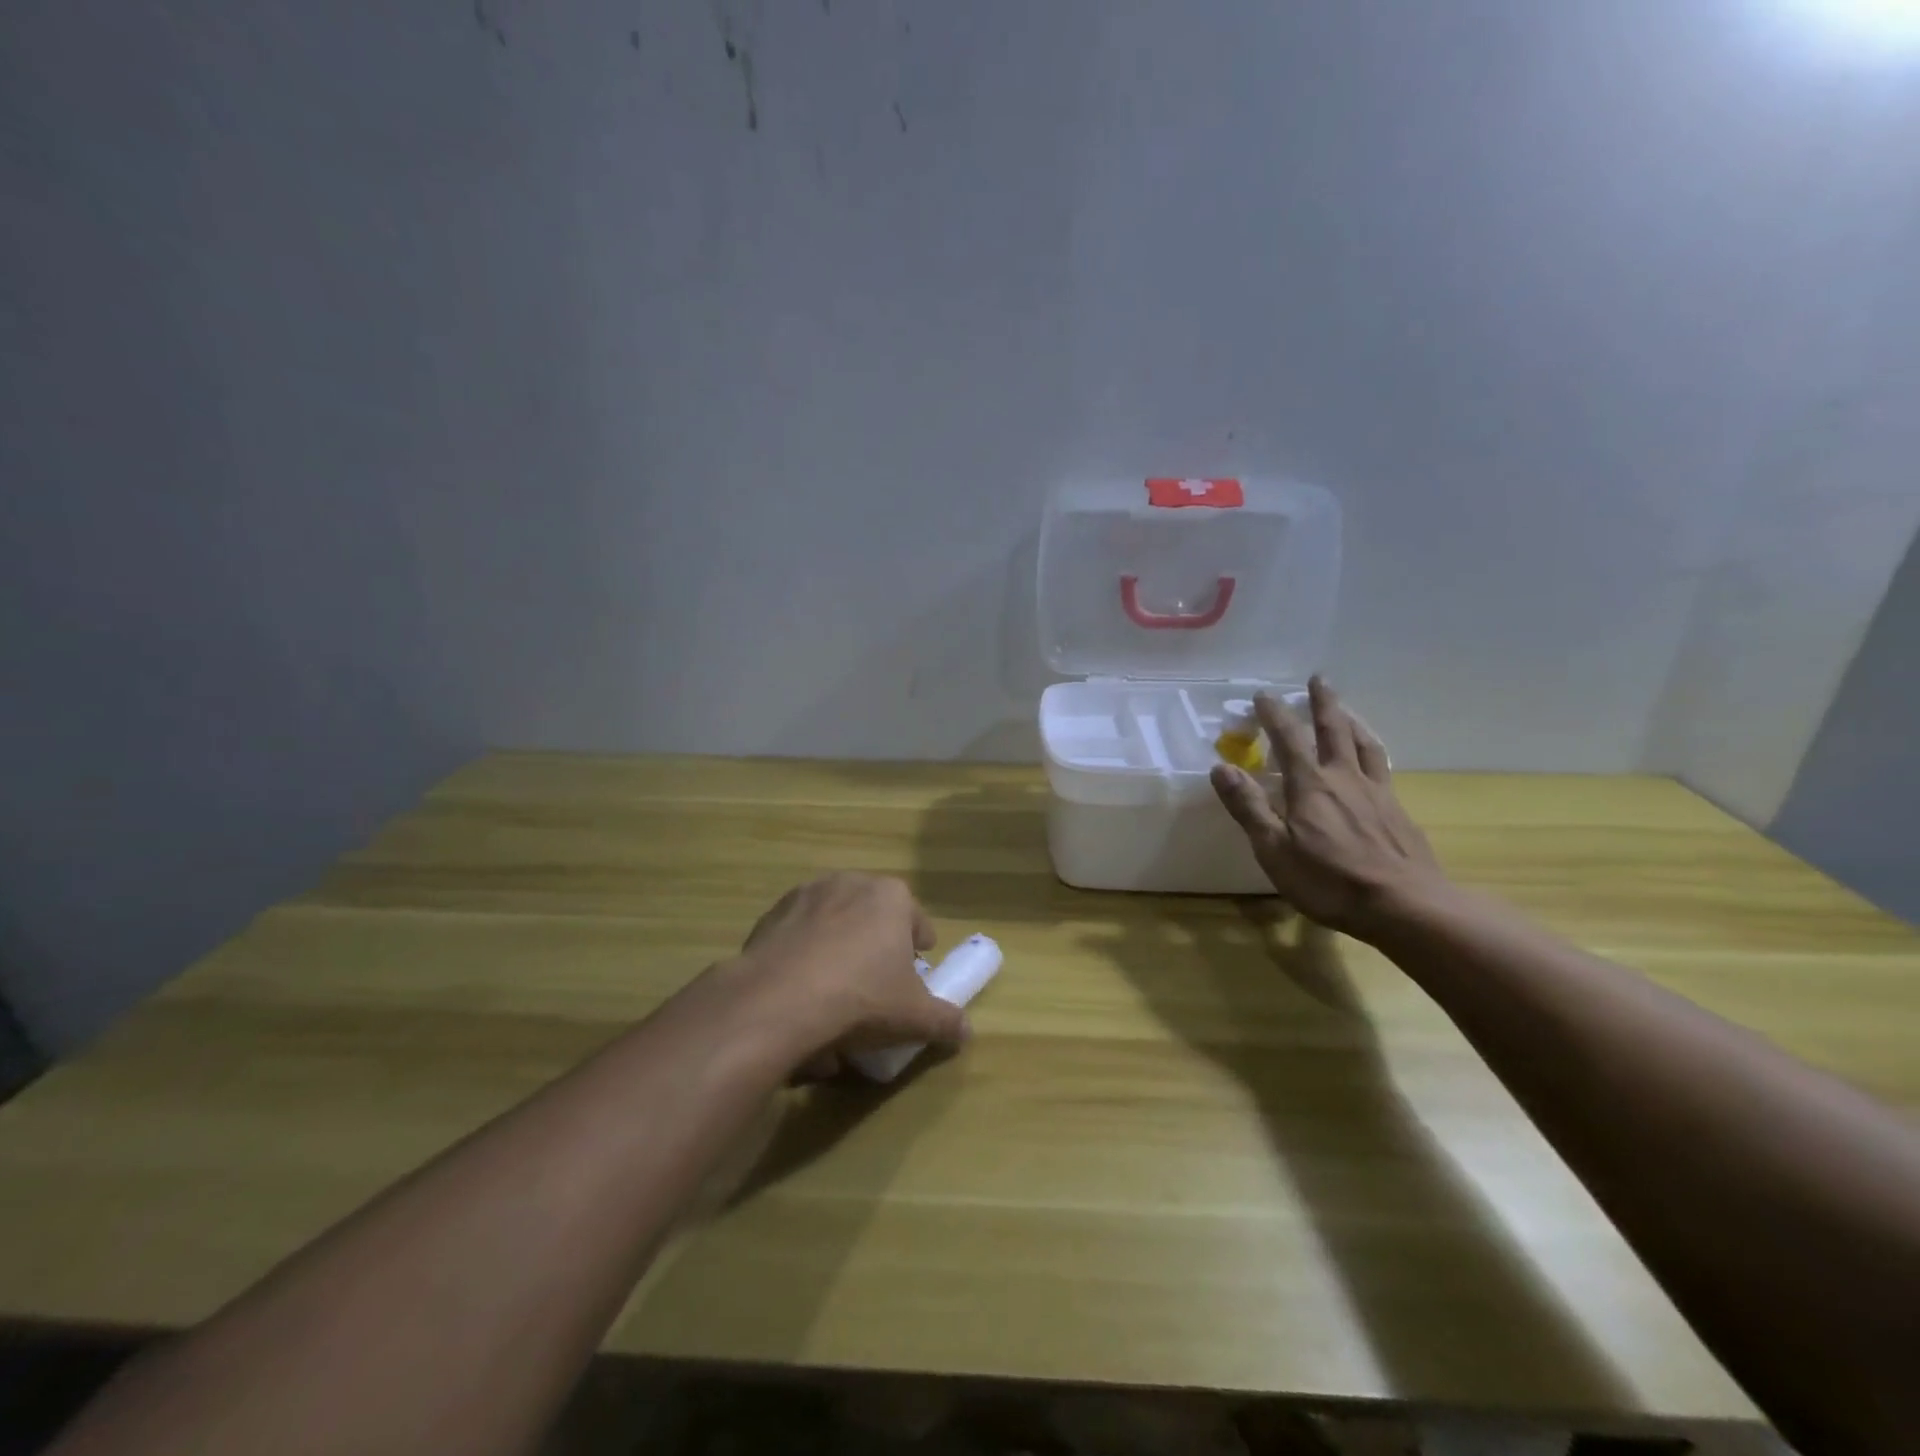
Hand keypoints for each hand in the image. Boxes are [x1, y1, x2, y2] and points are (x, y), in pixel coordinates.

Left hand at [736, 872, 969, 1075]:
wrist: (778, 1001)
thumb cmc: (861, 998)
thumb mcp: (914, 1017)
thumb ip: (945, 1020)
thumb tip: (966, 1030)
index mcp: (891, 896)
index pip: (916, 919)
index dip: (918, 947)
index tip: (913, 972)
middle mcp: (850, 883)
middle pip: (872, 916)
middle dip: (876, 944)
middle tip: (875, 983)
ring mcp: (806, 895)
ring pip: (833, 924)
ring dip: (837, 949)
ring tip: (833, 994)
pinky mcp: (771, 915)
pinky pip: (797, 937)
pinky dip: (802, 958)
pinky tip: (799, 996)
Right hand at [1210, 677, 1447, 939]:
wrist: (1406, 906)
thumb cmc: (1330, 881)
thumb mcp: (1274, 849)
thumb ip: (1249, 807)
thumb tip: (1221, 767)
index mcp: (1310, 786)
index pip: (1288, 739)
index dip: (1274, 714)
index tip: (1264, 694)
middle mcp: (1344, 779)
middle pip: (1334, 730)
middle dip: (1323, 703)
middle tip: (1318, 679)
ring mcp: (1376, 793)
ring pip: (1364, 744)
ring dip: (1351, 721)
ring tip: (1346, 709)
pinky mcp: (1398, 811)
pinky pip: (1382, 767)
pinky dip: (1373, 751)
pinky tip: (1374, 759)